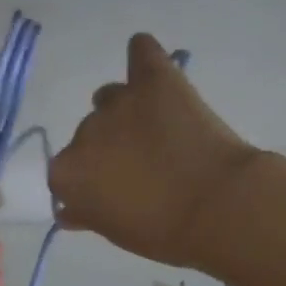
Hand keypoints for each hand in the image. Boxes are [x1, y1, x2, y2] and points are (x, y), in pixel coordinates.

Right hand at [49, 33, 259, 268]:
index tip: (113, 191)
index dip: (91, 181)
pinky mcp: (154, 79)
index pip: (67, 172)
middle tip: (144, 166)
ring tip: (156, 129)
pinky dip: (143, 57)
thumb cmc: (164, 233)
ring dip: (125, 110)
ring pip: (110, 97)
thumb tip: (69, 210)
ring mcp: (118, 102)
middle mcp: (83, 133)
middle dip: (110, 148)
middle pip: (89, 135)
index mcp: (67, 174)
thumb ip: (87, 215)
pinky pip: (141, 52)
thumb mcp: (115, 232)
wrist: (218, 208)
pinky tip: (150, 65)